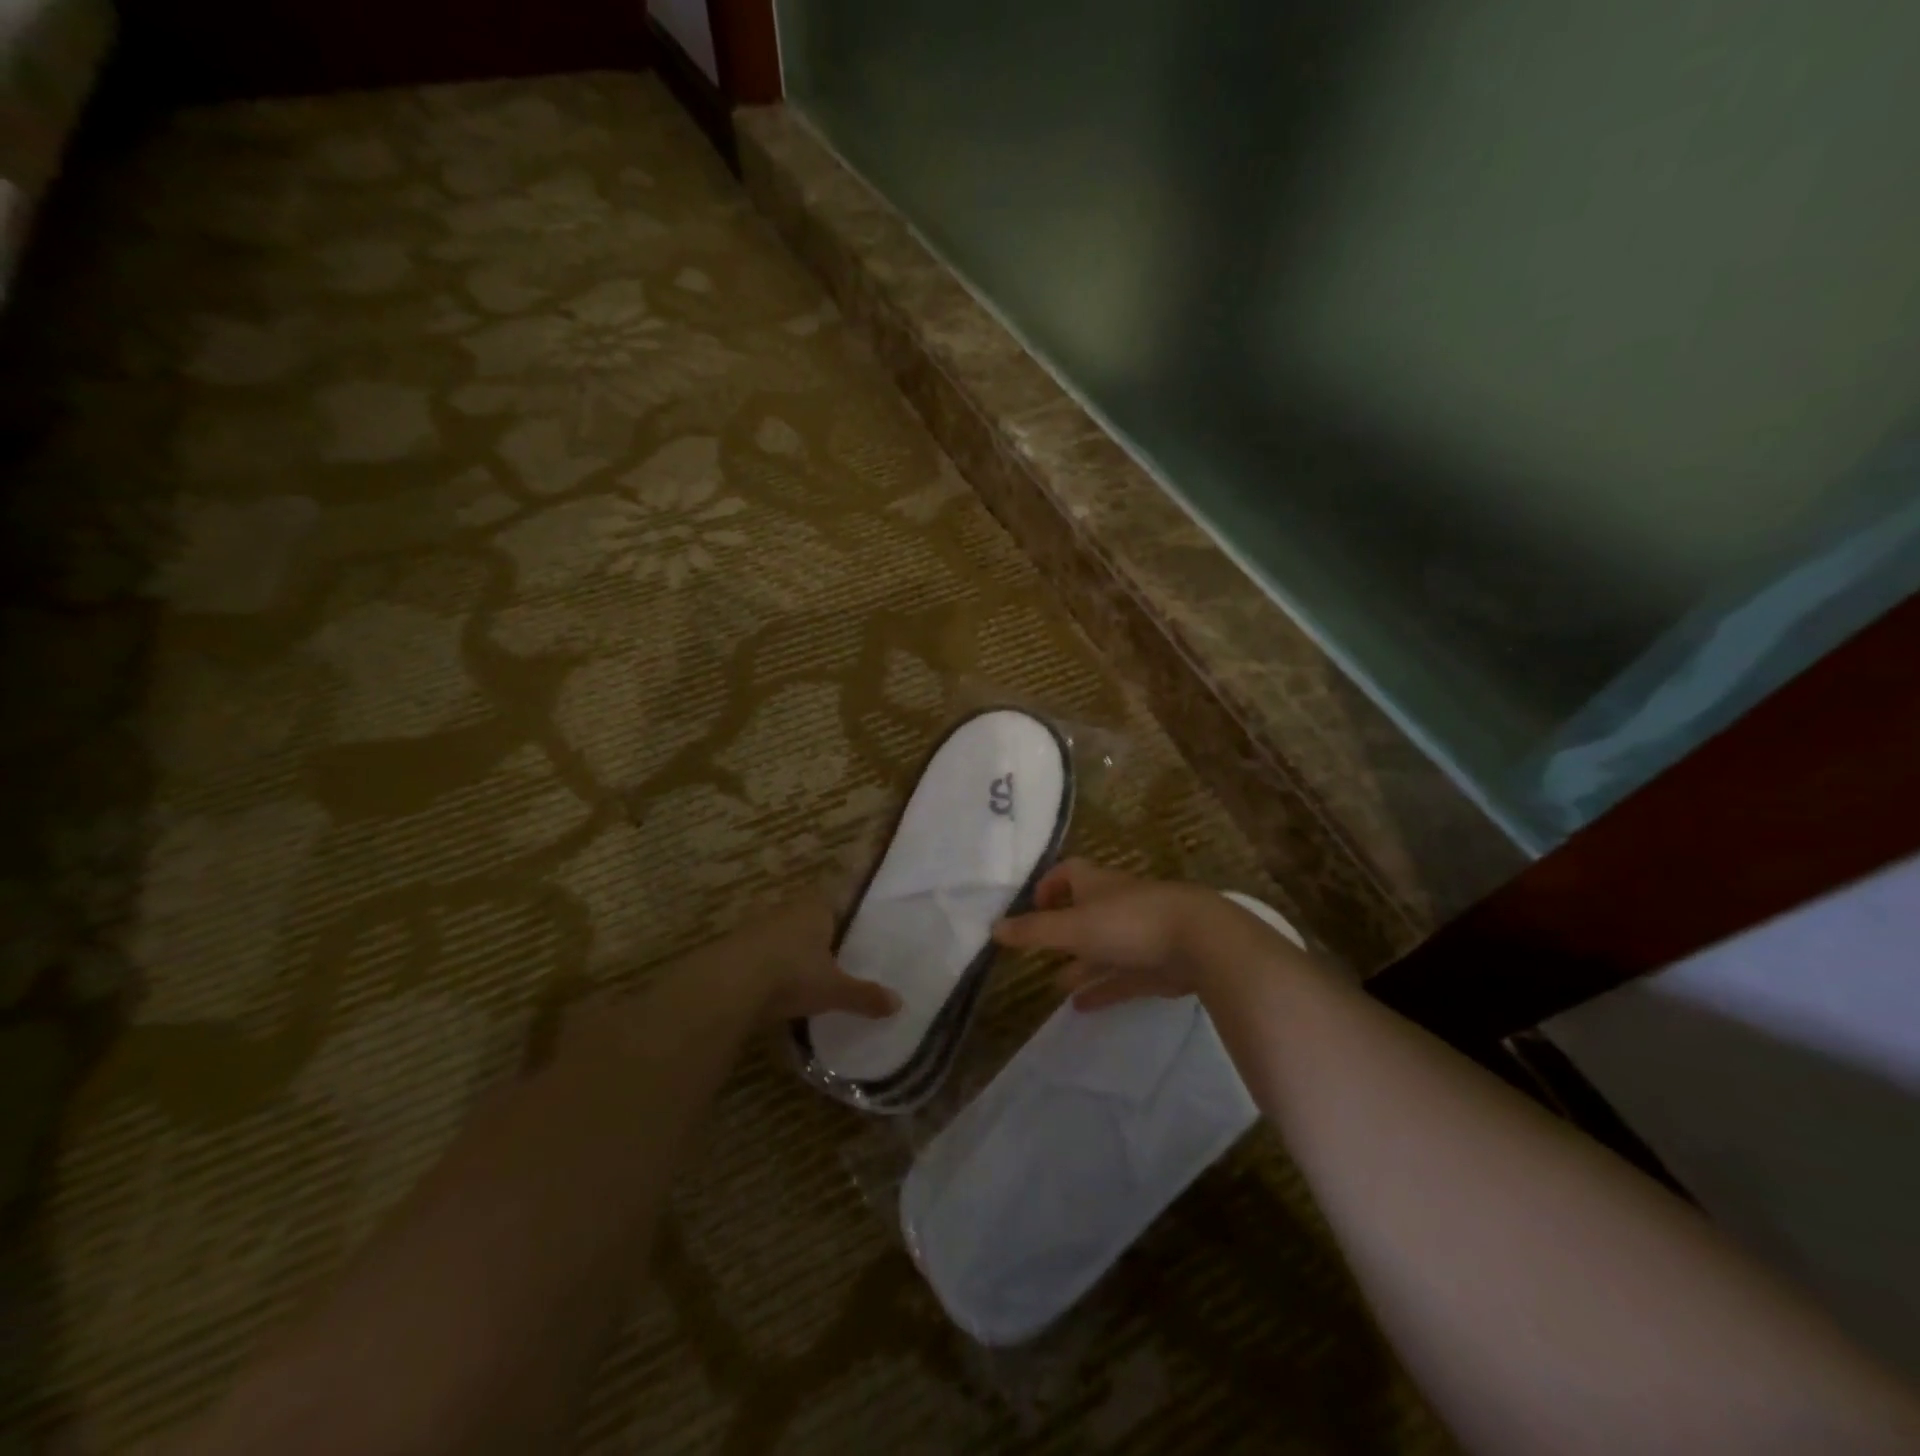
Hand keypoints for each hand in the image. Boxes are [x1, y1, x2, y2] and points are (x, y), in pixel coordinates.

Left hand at [727, 897, 900, 1023]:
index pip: (834, 903)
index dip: (842, 918)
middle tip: (830, 960)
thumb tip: (899, 1003)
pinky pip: (758, 955)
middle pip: (806, 919)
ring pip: (780, 936)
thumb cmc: (792, 975)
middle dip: (816, 937)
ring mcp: (756, 927)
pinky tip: (771, 990)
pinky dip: (766, 969)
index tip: (850, 936)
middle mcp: (786, 910)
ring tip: (801, 977)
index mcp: (816, 909)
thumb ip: (865, 995)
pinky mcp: (732, 948)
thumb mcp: (834, 990)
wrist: (728, 984)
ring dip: (788, 953)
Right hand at [992, 860, 1221, 1010]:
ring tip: (1056, 985)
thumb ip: (1034, 931)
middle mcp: (1116, 905)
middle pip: (1084, 913)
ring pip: (1103, 948)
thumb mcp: (1074, 927)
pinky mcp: (1157, 965)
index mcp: (1097, 886)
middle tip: (1038, 953)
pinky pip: (1122, 978)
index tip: (1032, 905)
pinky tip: (1081, 1008)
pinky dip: (1102, 989)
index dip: (1049, 884)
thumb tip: (993, 928)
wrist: (1201, 942)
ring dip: (1080, 965)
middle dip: (1061, 931)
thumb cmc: (1130, 923)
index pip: (1069, 873)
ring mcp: (1139, 935)